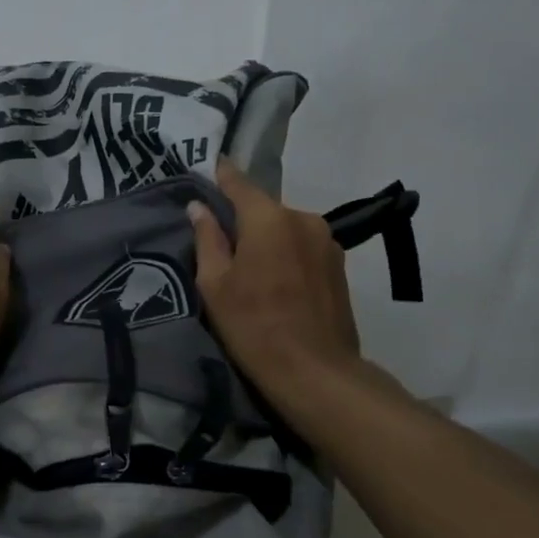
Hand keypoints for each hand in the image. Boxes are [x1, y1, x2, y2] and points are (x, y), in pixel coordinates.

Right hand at [188, 160, 361, 400]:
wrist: (315, 371)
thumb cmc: (254, 326)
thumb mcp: (215, 284)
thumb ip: (207, 239)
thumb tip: (199, 208)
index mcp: (269, 218)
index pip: (238, 183)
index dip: (220, 175)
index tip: (208, 166)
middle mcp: (302, 218)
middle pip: (264, 208)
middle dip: (243, 219)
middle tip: (222, 243)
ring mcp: (326, 241)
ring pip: (285, 228)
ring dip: (267, 239)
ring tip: (252, 269)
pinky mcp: (339, 265)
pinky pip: (303, 247)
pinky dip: (287, 254)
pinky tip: (277, 283)